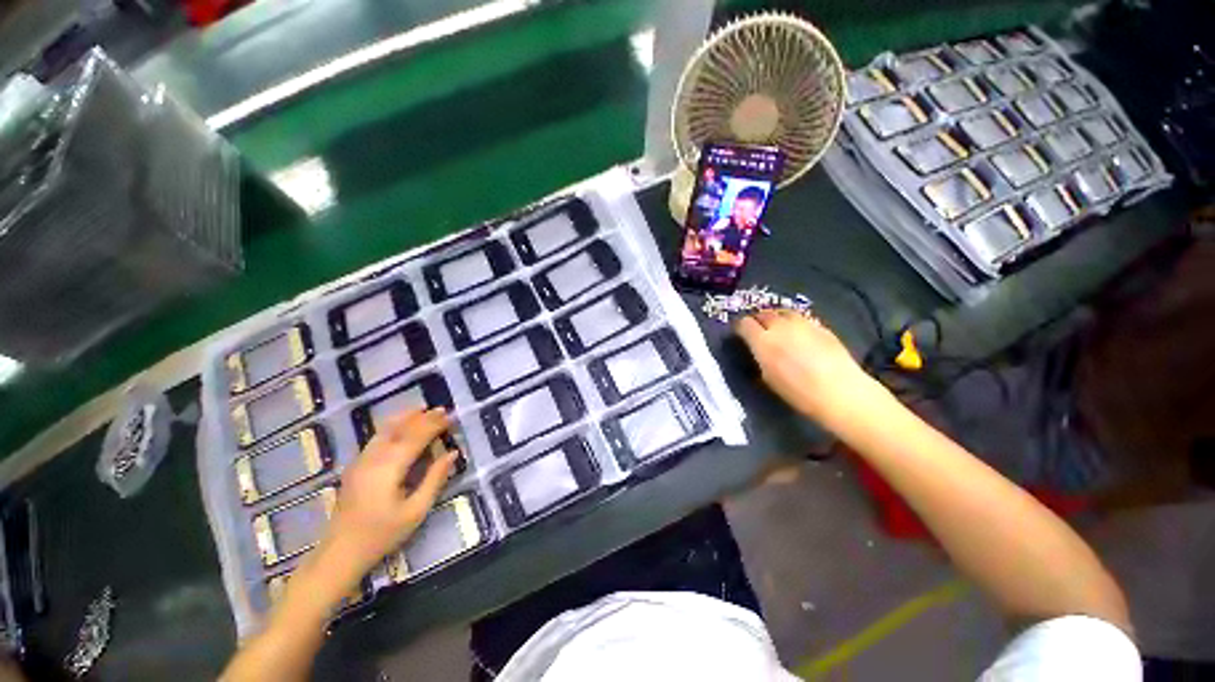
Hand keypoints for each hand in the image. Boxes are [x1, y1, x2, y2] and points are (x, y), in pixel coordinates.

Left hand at [318, 408, 456, 578]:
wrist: (340, 553)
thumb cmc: (382, 534)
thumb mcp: (416, 511)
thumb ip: (435, 479)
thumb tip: (452, 453)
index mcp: (389, 468)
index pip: (416, 437)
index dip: (434, 425)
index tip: (451, 416)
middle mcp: (373, 459)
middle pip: (400, 430)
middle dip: (423, 418)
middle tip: (442, 409)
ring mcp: (360, 461)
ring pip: (384, 430)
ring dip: (404, 417)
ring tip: (421, 408)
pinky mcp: (355, 467)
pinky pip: (376, 438)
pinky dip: (391, 426)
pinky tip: (399, 425)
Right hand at [735, 310, 876, 423]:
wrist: (840, 392)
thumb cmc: (798, 392)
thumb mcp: (768, 378)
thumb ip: (760, 358)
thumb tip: (757, 351)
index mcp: (762, 341)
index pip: (744, 324)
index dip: (740, 328)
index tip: (739, 334)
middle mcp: (780, 326)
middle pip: (763, 314)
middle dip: (757, 320)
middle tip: (757, 330)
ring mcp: (802, 323)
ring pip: (783, 312)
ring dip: (776, 318)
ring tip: (776, 327)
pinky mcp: (821, 326)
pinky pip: (801, 318)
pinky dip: (794, 323)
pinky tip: (798, 333)